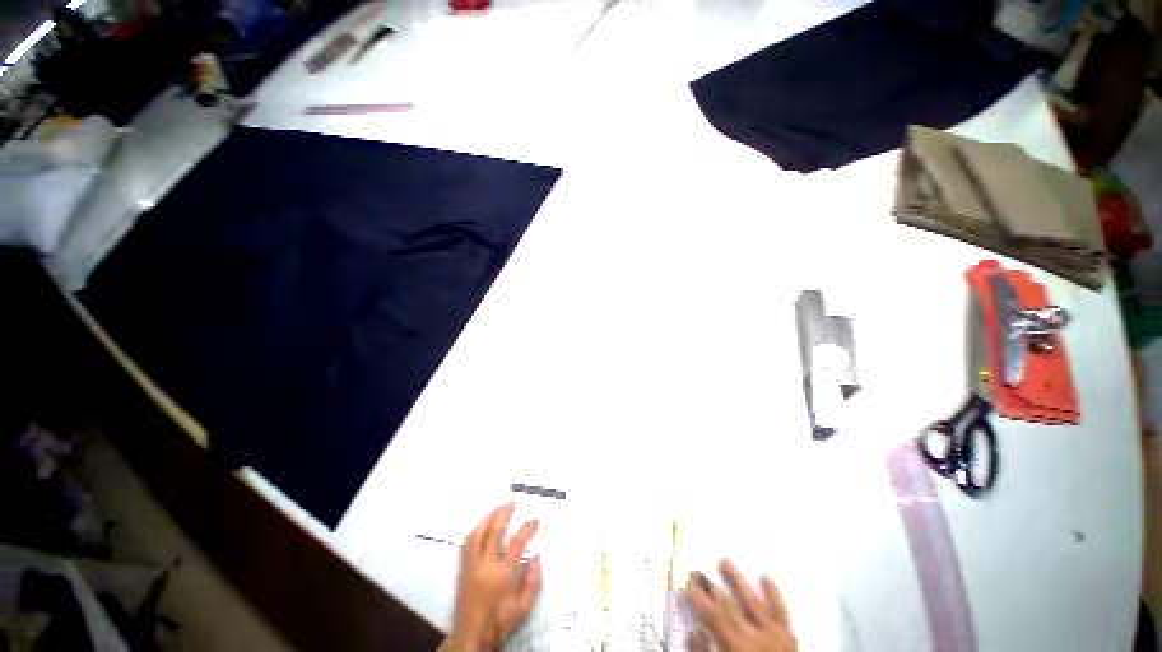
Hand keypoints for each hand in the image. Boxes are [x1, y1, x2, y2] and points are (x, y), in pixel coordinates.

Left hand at [451, 502, 540, 651]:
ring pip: (476, 534)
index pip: (516, 543)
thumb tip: (537, 557)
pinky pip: (467, 544)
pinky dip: (476, 531)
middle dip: (503, 514)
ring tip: (497, 510)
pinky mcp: (462, 570)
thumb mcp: (522, 608)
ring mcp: (470, 567)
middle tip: (512, 503)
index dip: (527, 529)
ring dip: (488, 519)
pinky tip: (483, 527)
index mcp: (501, 575)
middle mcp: (484, 566)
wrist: (471, 638)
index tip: (534, 521)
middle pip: (493, 532)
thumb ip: (532, 582)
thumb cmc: (499, 623)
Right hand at [686, 559, 796, 651]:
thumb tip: (694, 633)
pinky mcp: (790, 638)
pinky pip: (782, 613)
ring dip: (737, 582)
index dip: (697, 599)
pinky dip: (774, 594)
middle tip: (696, 571)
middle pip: (730, 606)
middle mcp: (759, 637)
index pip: (714, 616)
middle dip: (710, 588)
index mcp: (739, 647)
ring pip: (753, 602)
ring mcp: (777, 636)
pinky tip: (765, 577)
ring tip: (724, 561)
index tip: (684, 585)